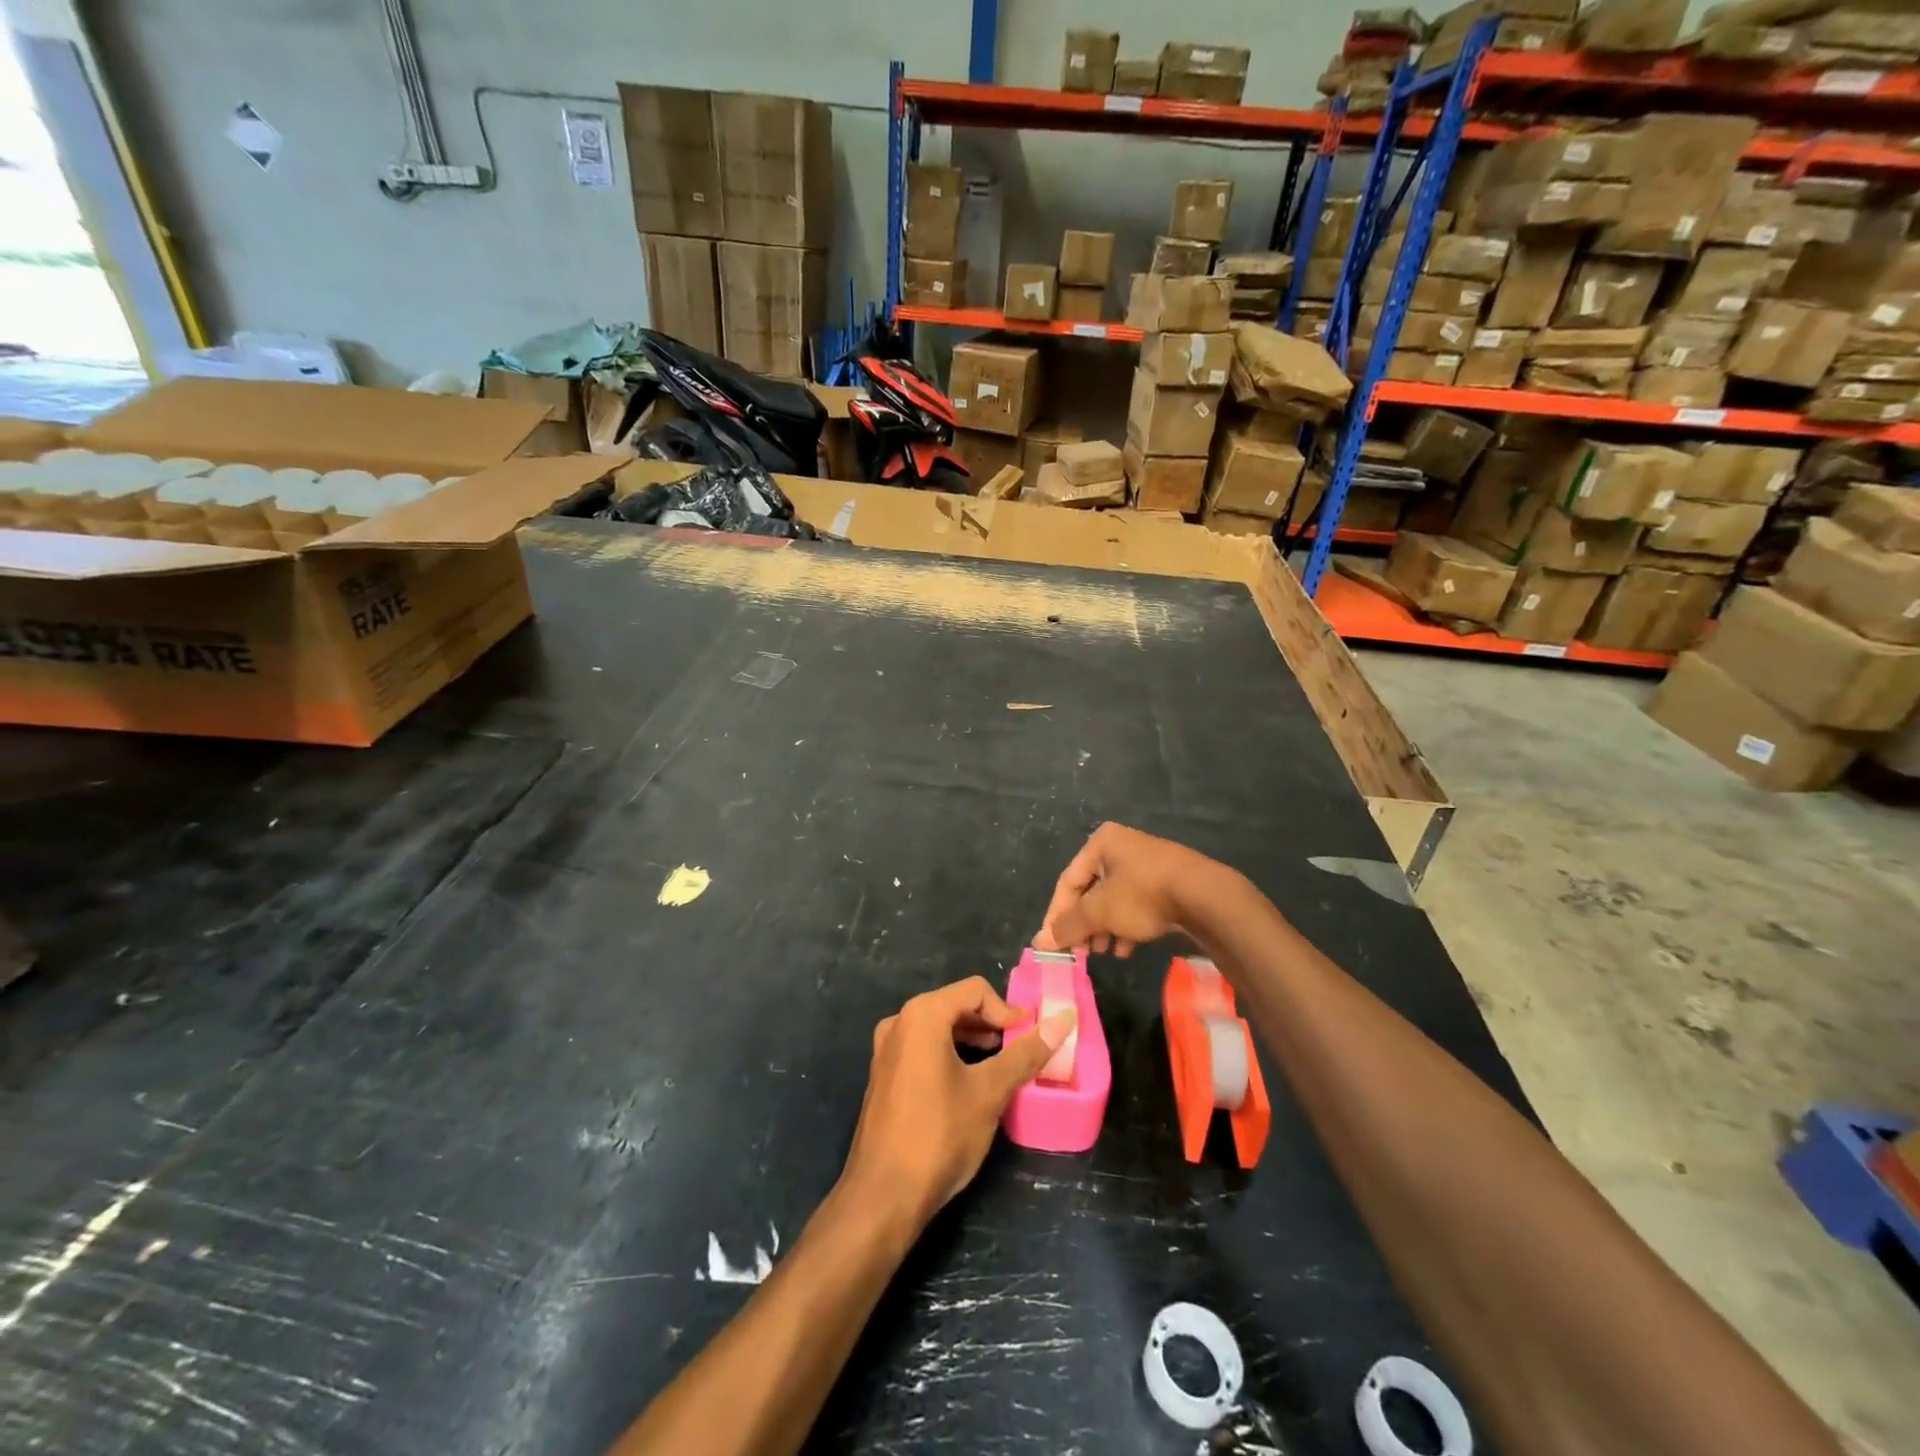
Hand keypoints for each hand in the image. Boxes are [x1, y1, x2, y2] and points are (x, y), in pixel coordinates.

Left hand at [842, 978, 1074, 1229]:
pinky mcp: (884, 1075)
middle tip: (1019, 1050)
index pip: (975, 990)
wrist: (883, 1196)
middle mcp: (899, 1022)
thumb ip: (1026, 1053)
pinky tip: (968, 1084)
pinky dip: (950, 1054)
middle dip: (991, 1024)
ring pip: (939, 1028)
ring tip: (999, 1066)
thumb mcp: (989, 1092)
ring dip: (972, 1040)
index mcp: (922, 1015)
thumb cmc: (939, 1135)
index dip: (1007, 1010)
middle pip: (955, 1005)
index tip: (1030, 1037)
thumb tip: (1063, 1020)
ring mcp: (887, 1050)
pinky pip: (923, 1048)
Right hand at [1033, 822, 1219, 956]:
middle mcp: (1123, 847)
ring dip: (1104, 928)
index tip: (1054, 943)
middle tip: (1081, 951)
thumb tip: (1040, 941)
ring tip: (1103, 953)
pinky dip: (1127, 925)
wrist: (1206, 897)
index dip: (1057, 914)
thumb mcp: (1100, 911)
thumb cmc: (1143, 895)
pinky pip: (1137, 904)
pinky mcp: (1167, 882)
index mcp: (1103, 843)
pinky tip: (1126, 949)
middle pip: (1091, 891)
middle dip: (1084, 924)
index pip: (1068, 882)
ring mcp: (1147, 864)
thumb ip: (1068, 925)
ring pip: (1114, 900)